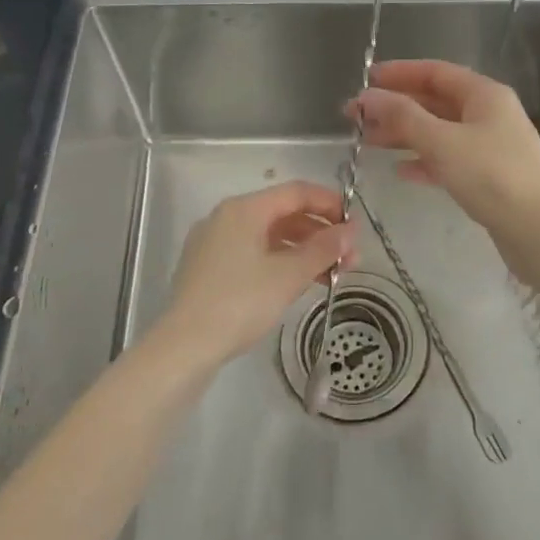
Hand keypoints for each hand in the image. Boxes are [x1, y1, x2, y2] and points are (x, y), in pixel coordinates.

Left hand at [153, 181, 355, 369]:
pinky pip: (254, 254)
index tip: (355, 225)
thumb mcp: (289, 275)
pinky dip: (281, 262)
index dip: (330, 203)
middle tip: (350, 258)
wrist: (184, 347)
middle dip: (320, 233)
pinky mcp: (209, 268)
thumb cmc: (240, 302)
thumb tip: (351, 231)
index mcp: (244, 209)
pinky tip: (300, 283)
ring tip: (333, 275)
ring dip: (304, 251)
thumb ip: (324, 249)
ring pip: (269, 236)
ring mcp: (214, 243)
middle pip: (283, 213)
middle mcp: (227, 217)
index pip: (296, 192)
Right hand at [352, 59, 539, 235]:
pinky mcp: (489, 177)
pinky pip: (449, 159)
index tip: (365, 80)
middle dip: (396, 107)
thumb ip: (402, 116)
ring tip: (367, 142)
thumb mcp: (442, 141)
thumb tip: (367, 96)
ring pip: (439, 132)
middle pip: (435, 102)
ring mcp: (491, 146)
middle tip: (356, 117)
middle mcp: (489, 114)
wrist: (539, 230)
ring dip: (405, 135)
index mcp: (484, 95)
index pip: (435, 72)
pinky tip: (401, 171)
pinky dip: (424, 161)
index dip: (399, 73)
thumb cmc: (491, 176)